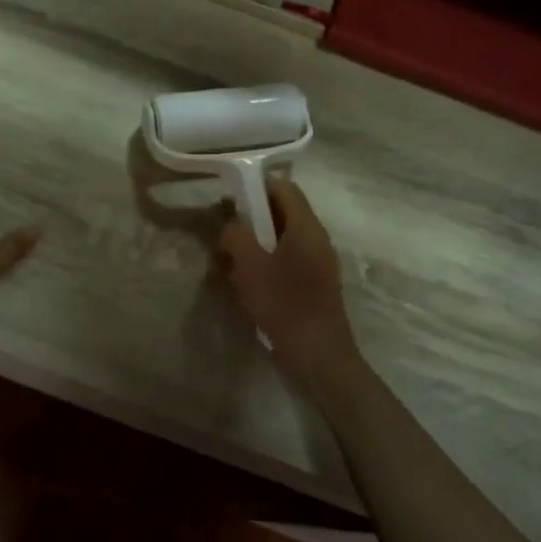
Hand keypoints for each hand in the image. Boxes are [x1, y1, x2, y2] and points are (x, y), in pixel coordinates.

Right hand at [217, 178, 360, 387]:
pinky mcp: (311, 285)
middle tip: (222, 230)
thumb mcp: (251, 265)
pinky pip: (284, 261)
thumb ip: (236, 235)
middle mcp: (315, 239)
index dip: (256, 185)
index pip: (284, 187)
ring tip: (227, 260)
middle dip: (250, 218)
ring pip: (280, 239)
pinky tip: (243, 283)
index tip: (228, 195)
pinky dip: (263, 264)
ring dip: (254, 244)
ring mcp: (316, 263)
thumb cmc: (285, 304)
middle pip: (281, 213)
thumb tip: (230, 223)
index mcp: (306, 227)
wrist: (318, 356)